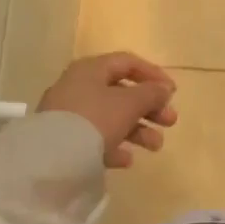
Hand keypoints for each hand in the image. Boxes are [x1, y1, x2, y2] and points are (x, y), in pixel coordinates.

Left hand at [37, 53, 178, 167]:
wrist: (51, 158)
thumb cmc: (95, 119)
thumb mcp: (130, 103)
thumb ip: (151, 93)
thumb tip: (164, 89)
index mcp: (91, 69)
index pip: (128, 63)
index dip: (153, 75)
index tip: (173, 93)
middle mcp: (78, 87)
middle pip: (122, 92)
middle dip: (150, 108)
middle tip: (170, 122)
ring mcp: (69, 115)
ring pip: (111, 117)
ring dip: (138, 130)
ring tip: (155, 146)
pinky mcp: (64, 140)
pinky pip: (95, 139)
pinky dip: (114, 146)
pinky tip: (127, 160)